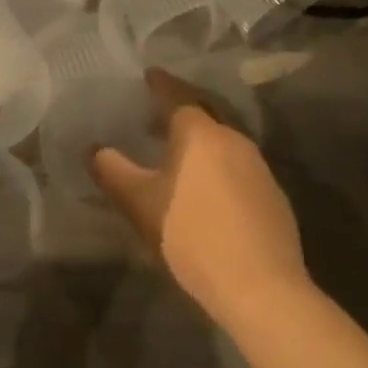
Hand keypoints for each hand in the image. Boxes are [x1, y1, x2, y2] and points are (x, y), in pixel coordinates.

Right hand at [92, 69, 310, 325]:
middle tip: (156, 117)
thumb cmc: (194, 236)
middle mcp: (232, 138)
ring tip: (179, 156)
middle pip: (202, 114)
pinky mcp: (274, 196)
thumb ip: (114, 172)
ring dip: (200, 142)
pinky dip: (219, 167)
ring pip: (222, 141)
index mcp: (199, 131)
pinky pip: (239, 167)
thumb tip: (94, 149)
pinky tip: (210, 192)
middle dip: (179, 112)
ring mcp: (258, 167)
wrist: (264, 291)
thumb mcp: (141, 205)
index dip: (160, 83)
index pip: (176, 94)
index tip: (148, 75)